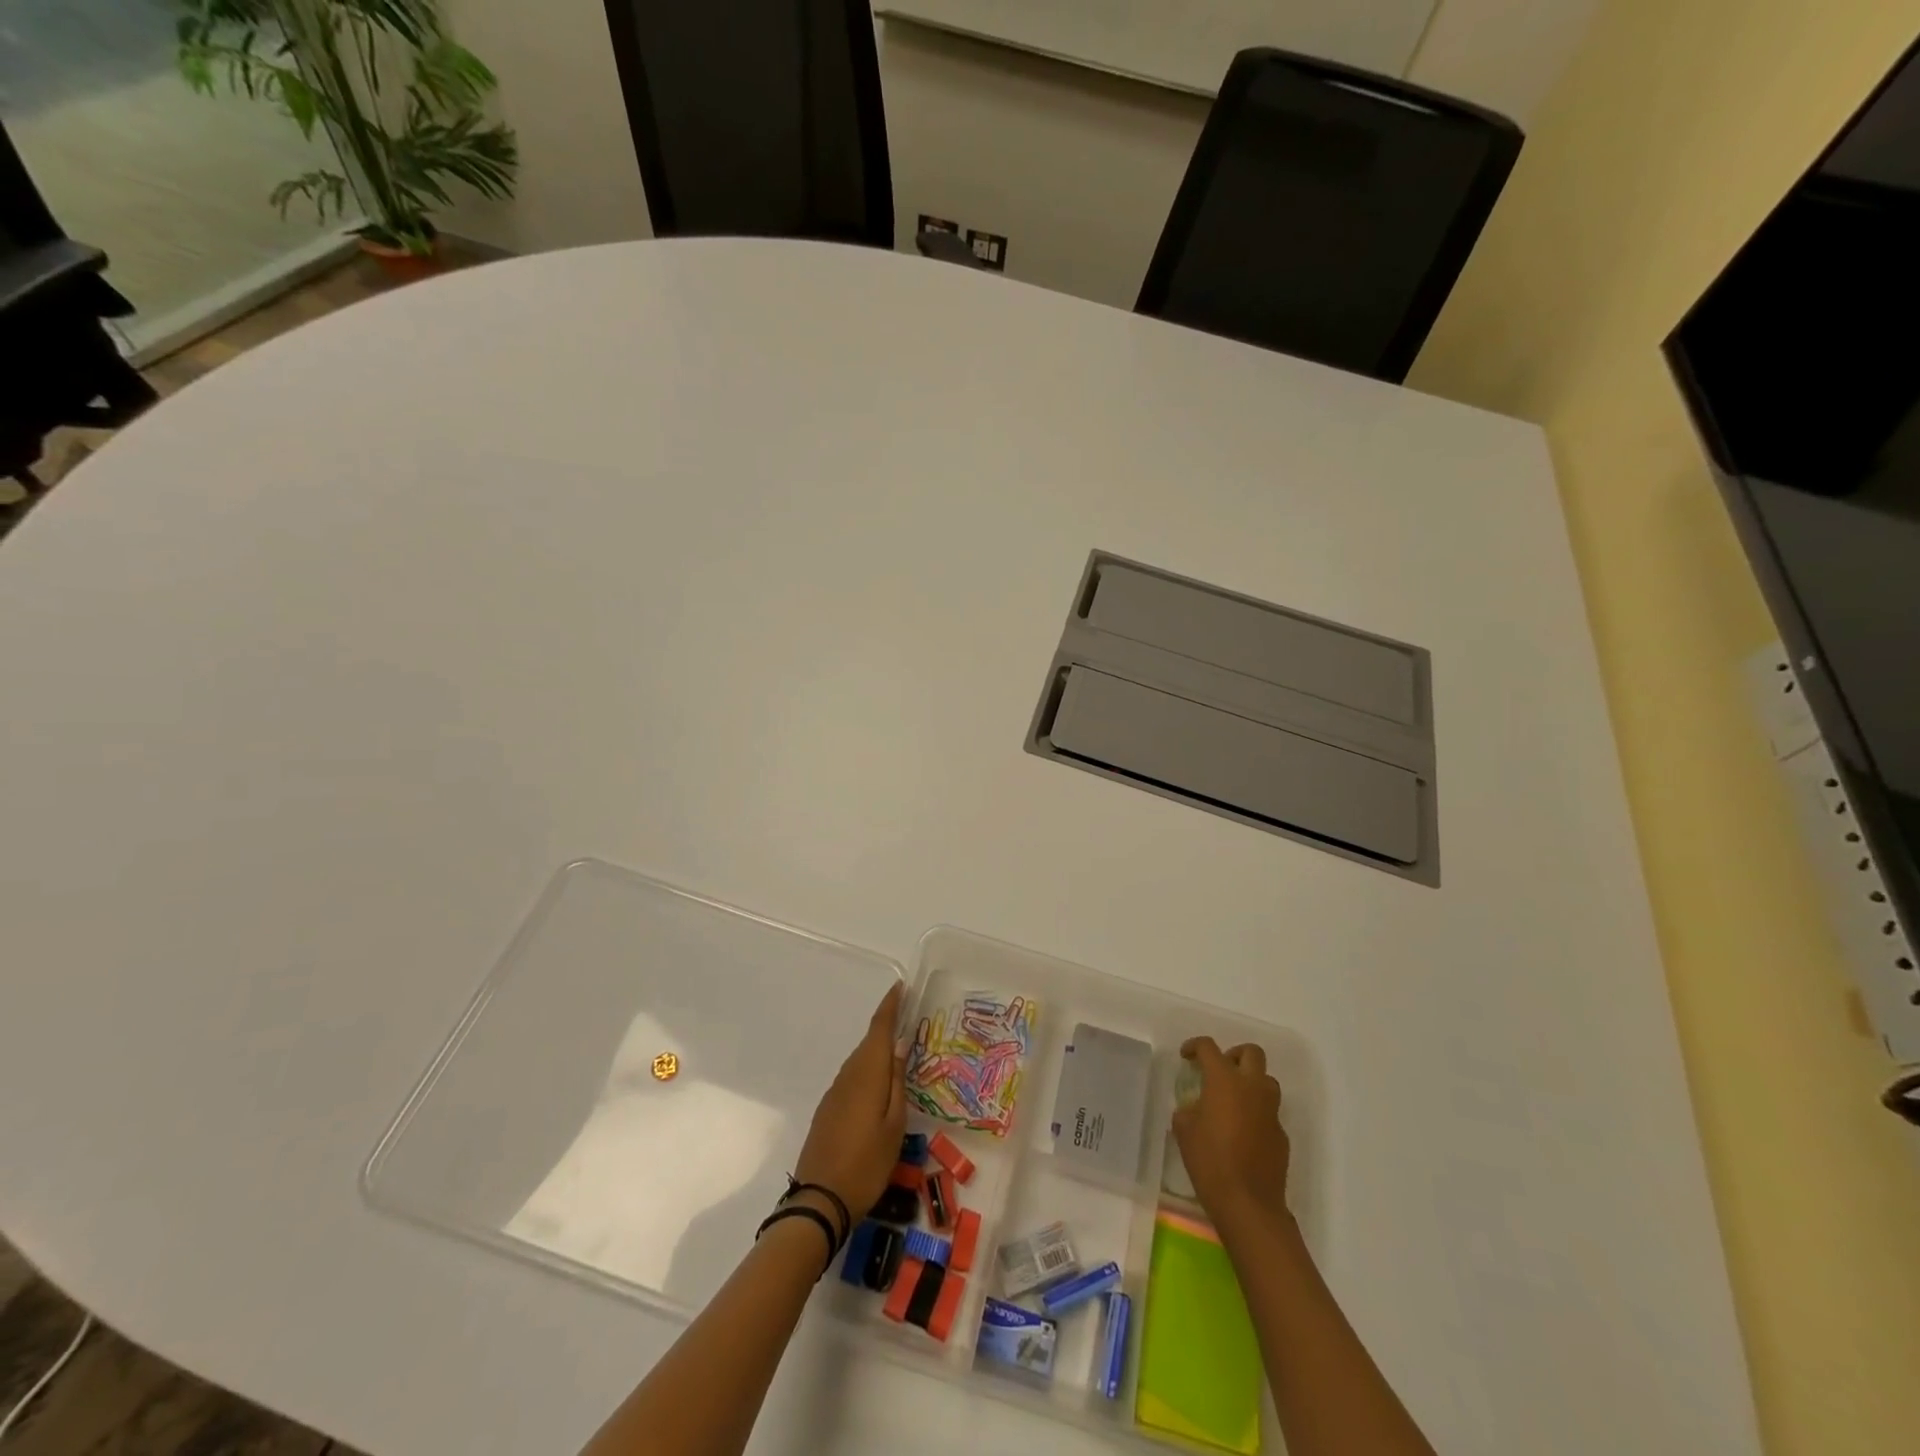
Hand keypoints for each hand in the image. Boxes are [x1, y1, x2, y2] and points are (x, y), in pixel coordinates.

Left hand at [793, 982, 907, 1224]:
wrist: (820, 1201)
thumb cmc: (866, 1163)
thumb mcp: (894, 1125)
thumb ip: (897, 1082)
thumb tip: (900, 1044)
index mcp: (867, 1074)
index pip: (879, 1028)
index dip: (890, 1005)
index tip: (900, 986)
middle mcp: (848, 1075)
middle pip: (869, 1043)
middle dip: (887, 1028)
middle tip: (910, 1021)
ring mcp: (835, 1093)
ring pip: (860, 1062)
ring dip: (878, 1052)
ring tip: (900, 1054)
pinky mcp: (828, 1110)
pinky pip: (852, 1079)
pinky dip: (868, 1072)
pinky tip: (879, 1087)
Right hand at [1172, 1037, 1290, 1230]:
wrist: (1248, 1204)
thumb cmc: (1210, 1161)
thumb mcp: (1184, 1130)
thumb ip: (1189, 1109)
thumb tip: (1196, 1108)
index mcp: (1224, 1080)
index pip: (1209, 1047)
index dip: (1195, 1046)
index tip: (1186, 1056)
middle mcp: (1252, 1088)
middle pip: (1251, 1053)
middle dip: (1233, 1055)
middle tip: (1219, 1070)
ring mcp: (1271, 1111)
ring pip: (1267, 1080)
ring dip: (1251, 1081)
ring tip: (1233, 1099)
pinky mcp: (1281, 1134)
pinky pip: (1270, 1111)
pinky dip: (1257, 1112)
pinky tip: (1243, 1133)